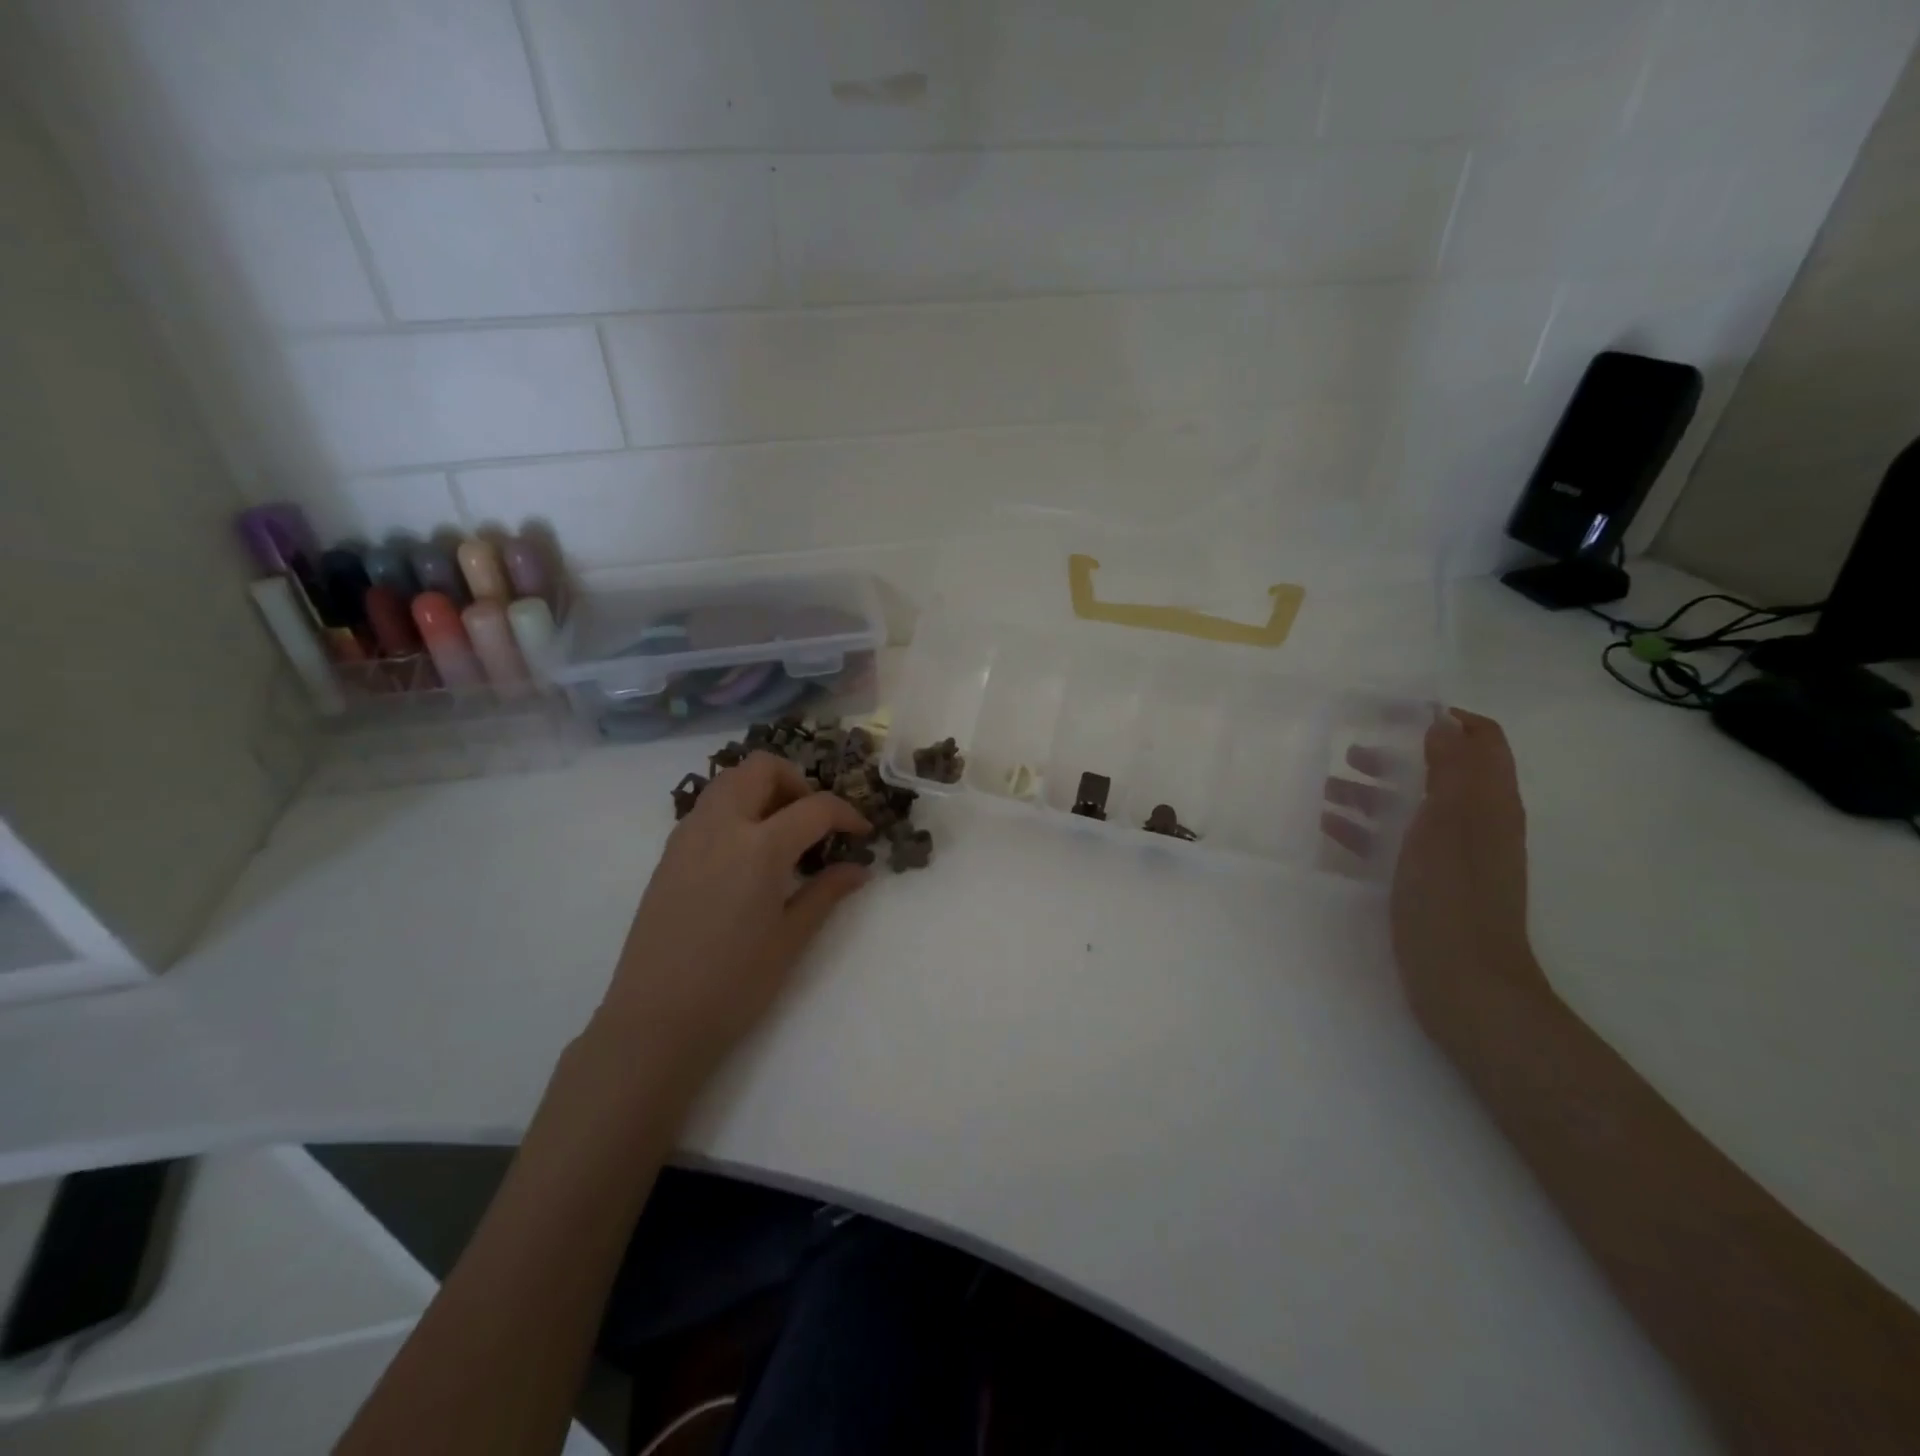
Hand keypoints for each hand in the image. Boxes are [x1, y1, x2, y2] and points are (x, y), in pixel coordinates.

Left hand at [592, 752, 872, 1092]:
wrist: (654, 1020)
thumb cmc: (734, 985)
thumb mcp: (791, 939)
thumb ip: (827, 892)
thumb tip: (859, 868)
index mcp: (759, 847)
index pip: (815, 808)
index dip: (847, 815)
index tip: (862, 834)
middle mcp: (721, 826)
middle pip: (762, 769)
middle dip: (798, 783)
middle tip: (815, 821)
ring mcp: (688, 835)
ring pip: (730, 780)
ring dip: (763, 789)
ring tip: (783, 832)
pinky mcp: (669, 853)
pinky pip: (708, 807)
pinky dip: (736, 808)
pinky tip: (748, 852)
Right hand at [1323, 709, 1548, 1040]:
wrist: (1465, 986)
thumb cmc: (1452, 899)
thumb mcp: (1446, 825)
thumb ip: (1447, 771)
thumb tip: (1441, 722)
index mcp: (1489, 804)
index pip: (1482, 741)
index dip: (1446, 719)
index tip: (1397, 710)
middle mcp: (1477, 824)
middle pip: (1441, 772)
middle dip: (1398, 755)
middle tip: (1351, 750)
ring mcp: (1454, 856)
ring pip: (1413, 807)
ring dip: (1374, 791)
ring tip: (1326, 787)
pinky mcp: (1430, 884)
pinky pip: (1397, 842)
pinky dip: (1366, 828)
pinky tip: (1328, 828)